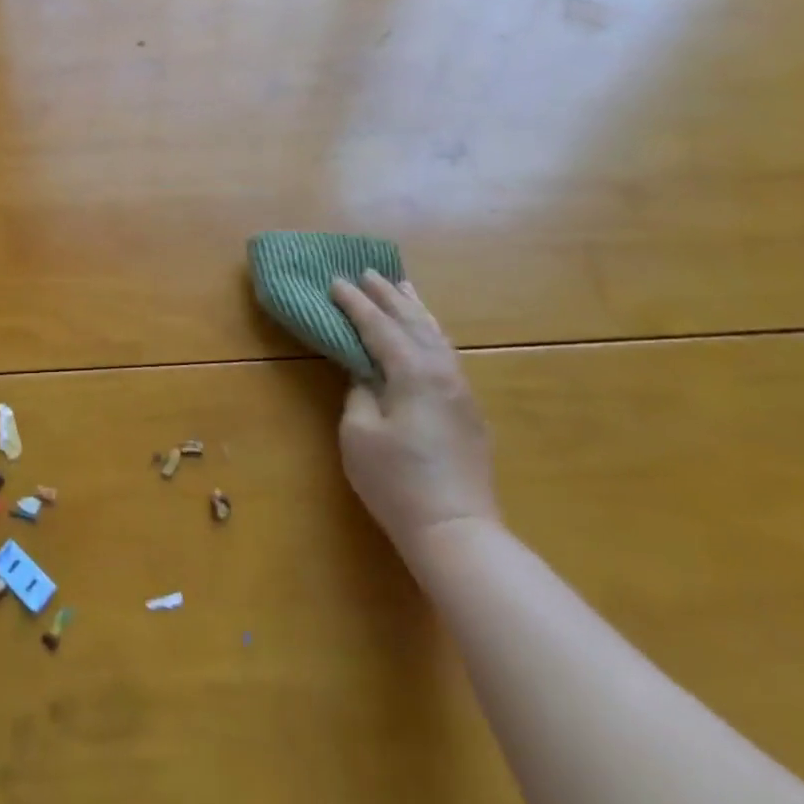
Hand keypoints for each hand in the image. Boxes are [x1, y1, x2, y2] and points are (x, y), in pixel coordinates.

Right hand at [330, 272, 499, 556]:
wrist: (456, 532)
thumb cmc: (397, 482)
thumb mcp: (359, 433)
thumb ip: (359, 392)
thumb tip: (366, 374)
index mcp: (414, 372)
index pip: (379, 327)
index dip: (355, 304)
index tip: (335, 281)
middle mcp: (443, 372)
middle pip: (413, 322)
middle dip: (388, 296)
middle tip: (368, 272)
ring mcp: (461, 390)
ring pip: (436, 336)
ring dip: (414, 310)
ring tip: (401, 287)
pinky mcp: (468, 410)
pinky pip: (446, 354)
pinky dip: (430, 333)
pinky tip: (425, 334)